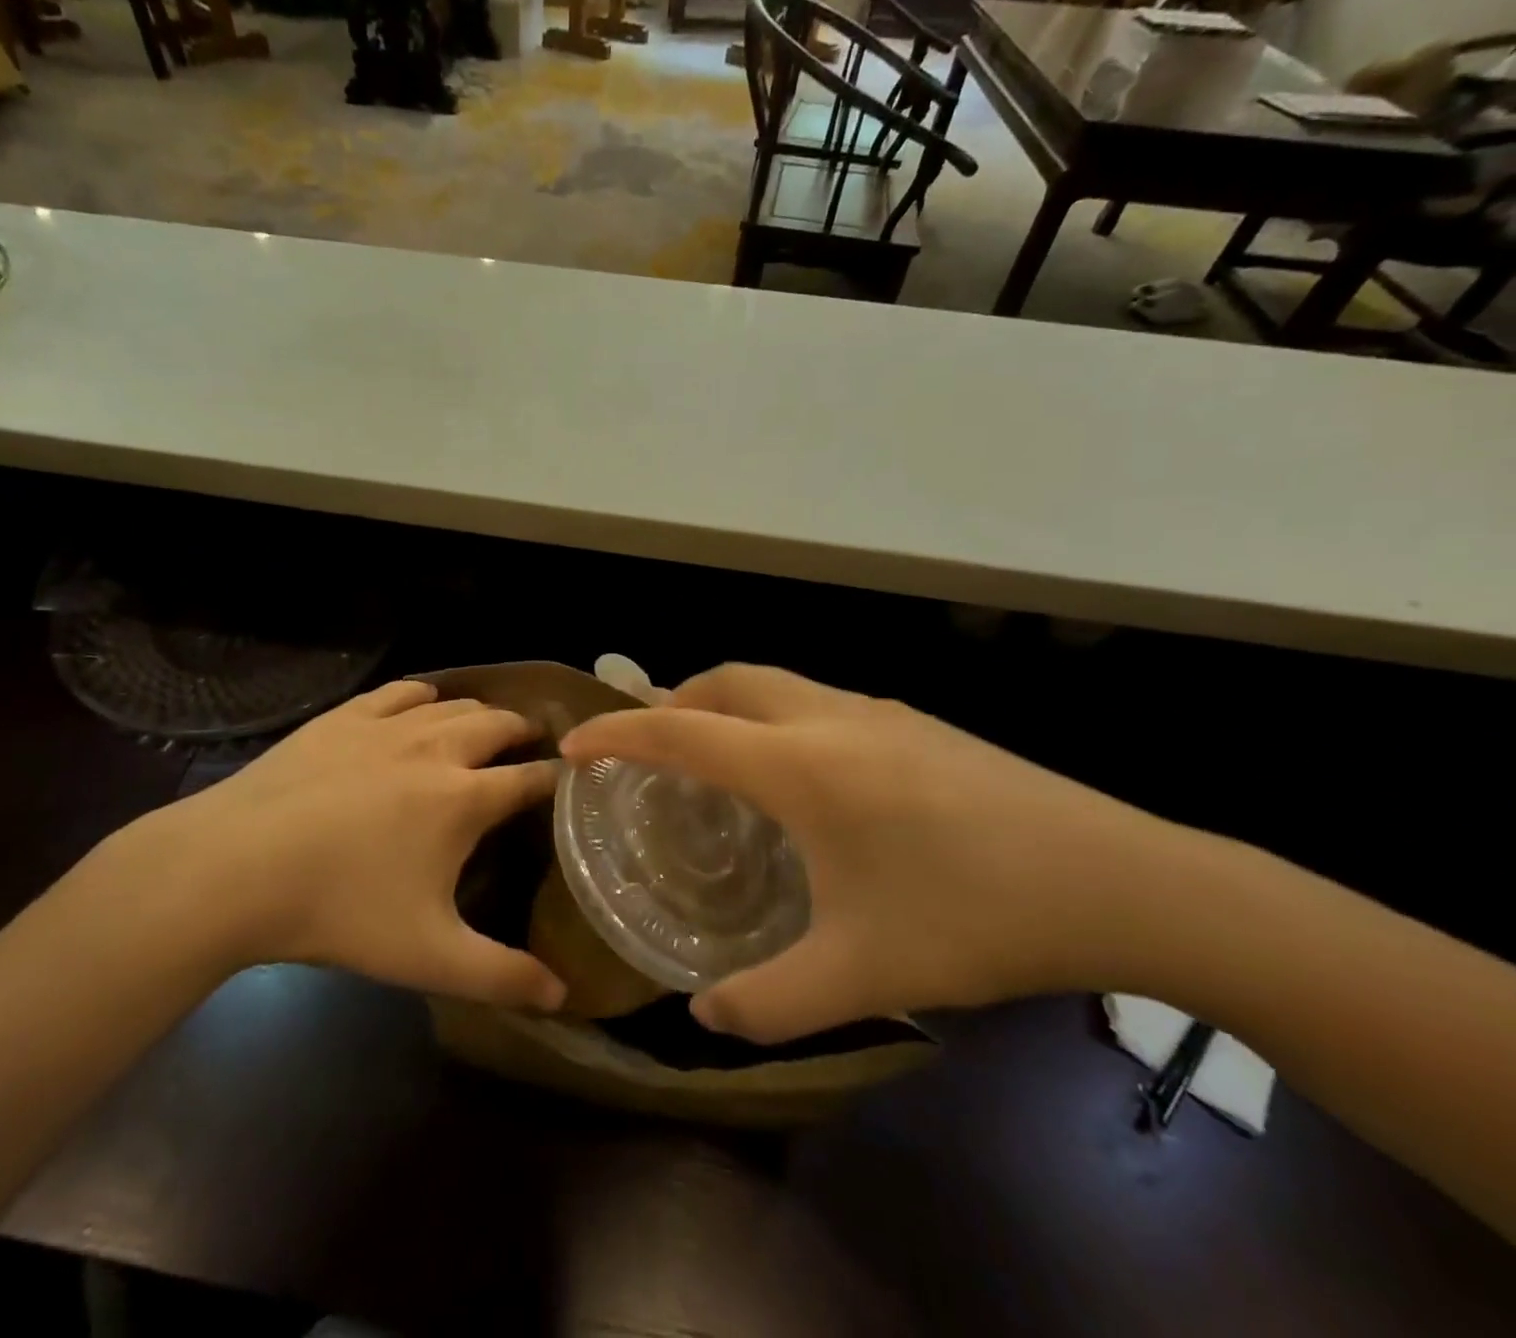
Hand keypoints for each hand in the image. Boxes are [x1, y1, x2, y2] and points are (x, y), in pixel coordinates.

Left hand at [111, 680, 566, 1010]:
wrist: (235, 868)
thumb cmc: (339, 911)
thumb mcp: (428, 957)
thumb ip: (502, 977)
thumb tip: (563, 996)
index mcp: (465, 798)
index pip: (531, 779)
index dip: (557, 779)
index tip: (571, 779)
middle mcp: (437, 749)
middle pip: (499, 724)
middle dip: (524, 731)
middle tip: (532, 742)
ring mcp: (387, 727)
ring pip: (453, 704)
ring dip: (480, 712)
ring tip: (487, 724)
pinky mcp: (344, 717)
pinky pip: (399, 692)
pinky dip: (424, 696)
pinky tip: (422, 704)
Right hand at [560, 664, 1182, 1040]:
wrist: (1123, 880)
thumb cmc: (976, 916)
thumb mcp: (865, 972)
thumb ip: (772, 1001)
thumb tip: (705, 1016)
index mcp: (801, 764)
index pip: (681, 731)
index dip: (618, 733)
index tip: (575, 745)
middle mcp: (829, 718)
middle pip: (726, 680)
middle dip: (672, 701)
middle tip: (646, 747)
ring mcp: (878, 712)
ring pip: (774, 683)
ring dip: (726, 705)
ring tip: (713, 758)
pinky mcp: (915, 723)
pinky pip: (814, 701)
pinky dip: (774, 717)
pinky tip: (800, 778)